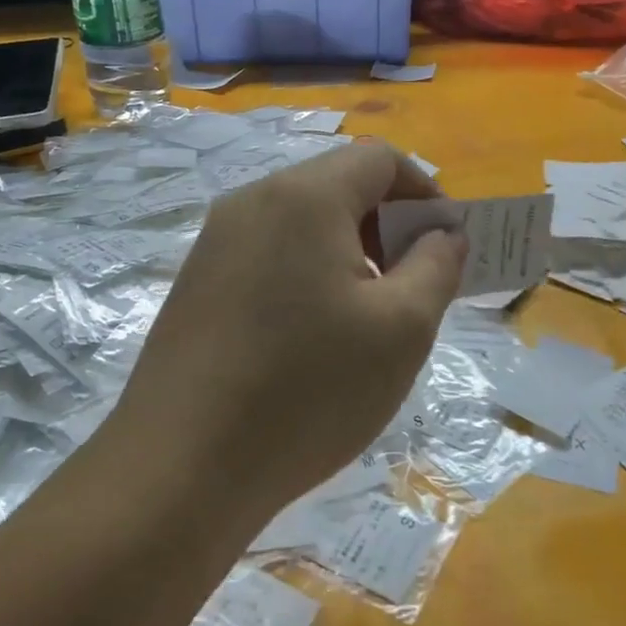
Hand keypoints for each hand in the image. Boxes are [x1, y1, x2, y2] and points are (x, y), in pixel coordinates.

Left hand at [115, 141, 464, 513]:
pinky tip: (310, 337)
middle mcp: (252, 201)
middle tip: (412, 287)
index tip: (444, 245)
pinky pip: (268, 254)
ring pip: (301, 222)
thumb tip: (443, 233)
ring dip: (348, 251)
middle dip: (387, 224)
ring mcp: (215, 242)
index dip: (425, 191)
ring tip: (366, 317)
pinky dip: (306, 273)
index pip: (380, 158)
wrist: (181, 467)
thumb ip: (437, 265)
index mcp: (303, 196)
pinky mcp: (196, 281)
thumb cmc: (307, 389)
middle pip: (337, 185)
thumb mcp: (401, 328)